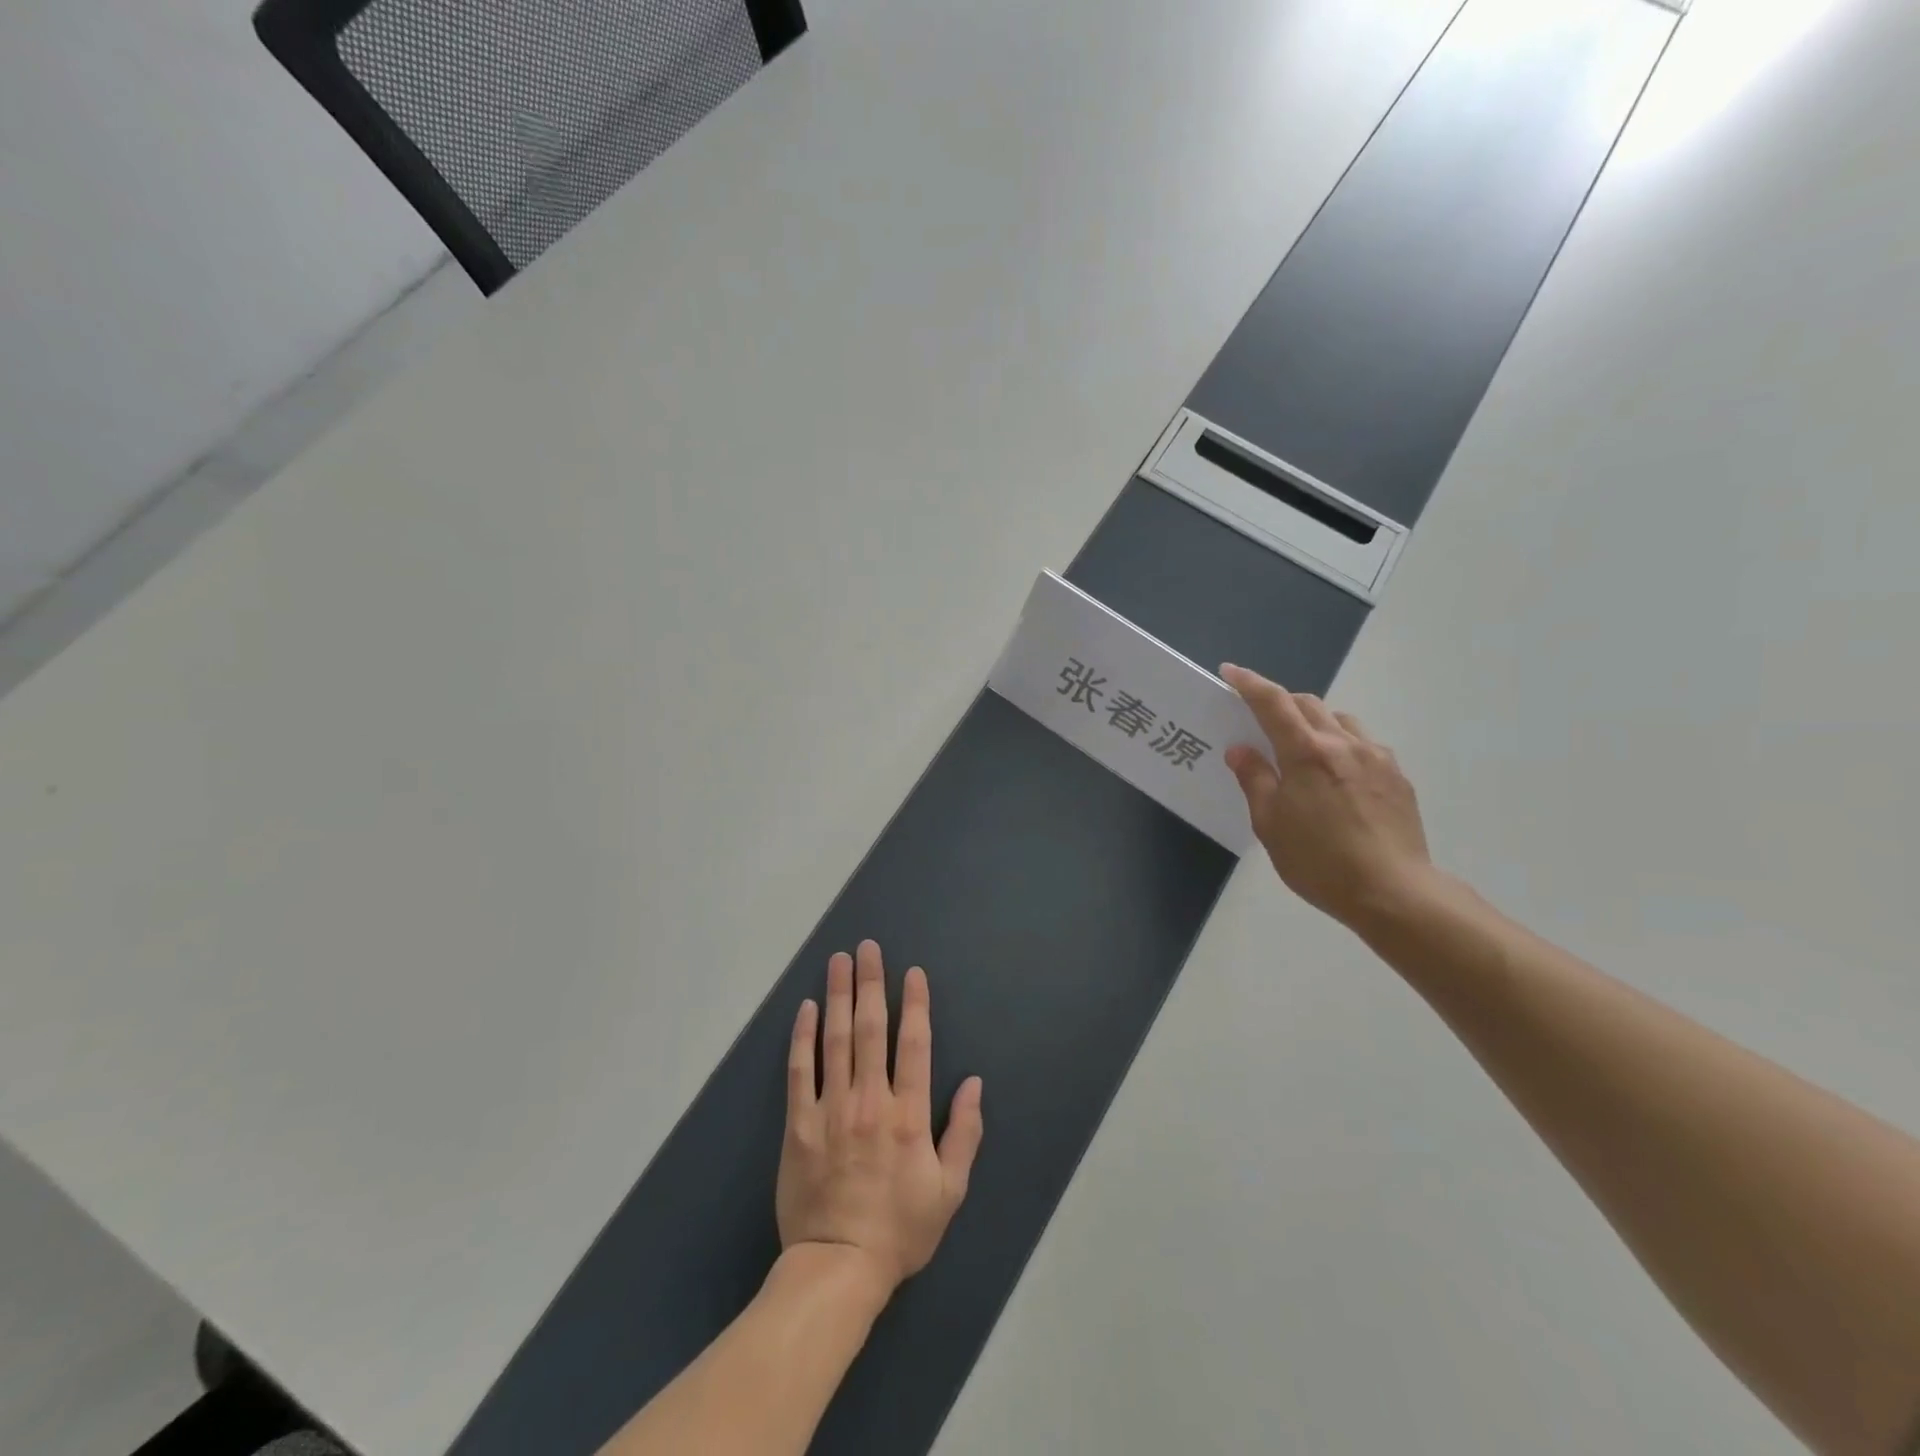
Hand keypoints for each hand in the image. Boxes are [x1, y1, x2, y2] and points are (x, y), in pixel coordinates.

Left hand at [777, 941, 983, 1300]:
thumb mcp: (949, 1190)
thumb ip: (964, 1133)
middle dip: (871, 983)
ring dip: (838, 996)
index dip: (915, 1004)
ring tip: (838, 961)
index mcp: (909, 1115)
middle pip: (872, 1029)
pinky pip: (801, 1071)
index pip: (915, 1044)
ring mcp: (831, 1109)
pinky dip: (803, 1037)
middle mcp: (870, 1100)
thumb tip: (975, 1083)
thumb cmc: (900, 1229)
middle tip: (867, 947)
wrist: (837, 1268)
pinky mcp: (799, 1125)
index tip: (912, 972)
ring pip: (836, 1040)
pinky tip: (806, 1008)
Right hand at [1220, 664, 1434, 929]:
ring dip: (1315, 722)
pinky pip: (1363, 744)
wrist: (1393, 892)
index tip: (1230, 672)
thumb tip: (1241, 750)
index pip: (1272, 703)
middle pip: (1308, 704)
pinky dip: (1341, 745)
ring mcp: (1377, 757)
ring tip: (1302, 750)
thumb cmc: (1319, 861)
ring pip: (1340, 720)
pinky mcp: (1397, 776)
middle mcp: (1344, 743)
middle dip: (1281, 703)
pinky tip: (1336, 776)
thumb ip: (1255, 780)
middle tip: (1262, 722)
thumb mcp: (1270, 824)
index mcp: (1306, 753)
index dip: (1249, 683)